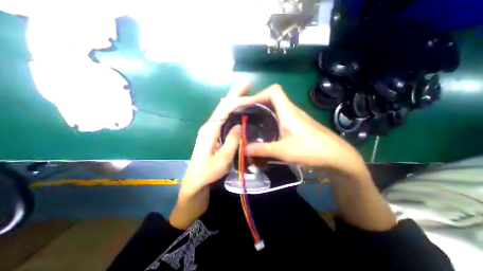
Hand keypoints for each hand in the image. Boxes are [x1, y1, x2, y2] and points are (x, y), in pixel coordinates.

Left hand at [177, 81, 252, 197]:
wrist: (196, 181)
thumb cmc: (207, 172)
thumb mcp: (222, 159)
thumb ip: (231, 142)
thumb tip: (239, 125)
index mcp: (210, 130)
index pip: (225, 109)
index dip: (238, 101)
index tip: (252, 97)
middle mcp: (209, 126)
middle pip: (223, 105)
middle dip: (235, 93)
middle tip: (247, 83)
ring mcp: (210, 129)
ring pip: (223, 110)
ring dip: (233, 99)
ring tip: (244, 91)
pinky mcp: (213, 133)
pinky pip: (223, 117)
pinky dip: (231, 109)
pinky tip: (237, 107)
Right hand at [245, 85, 396, 229]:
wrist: (336, 155)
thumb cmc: (311, 149)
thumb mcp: (283, 151)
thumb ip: (262, 150)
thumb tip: (245, 149)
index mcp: (288, 111)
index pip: (274, 90)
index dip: (260, 94)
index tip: (249, 105)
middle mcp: (292, 110)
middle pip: (274, 98)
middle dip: (259, 104)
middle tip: (249, 116)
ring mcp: (297, 117)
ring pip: (278, 108)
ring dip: (266, 112)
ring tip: (255, 124)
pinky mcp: (299, 124)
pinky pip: (283, 116)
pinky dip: (273, 120)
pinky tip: (269, 132)